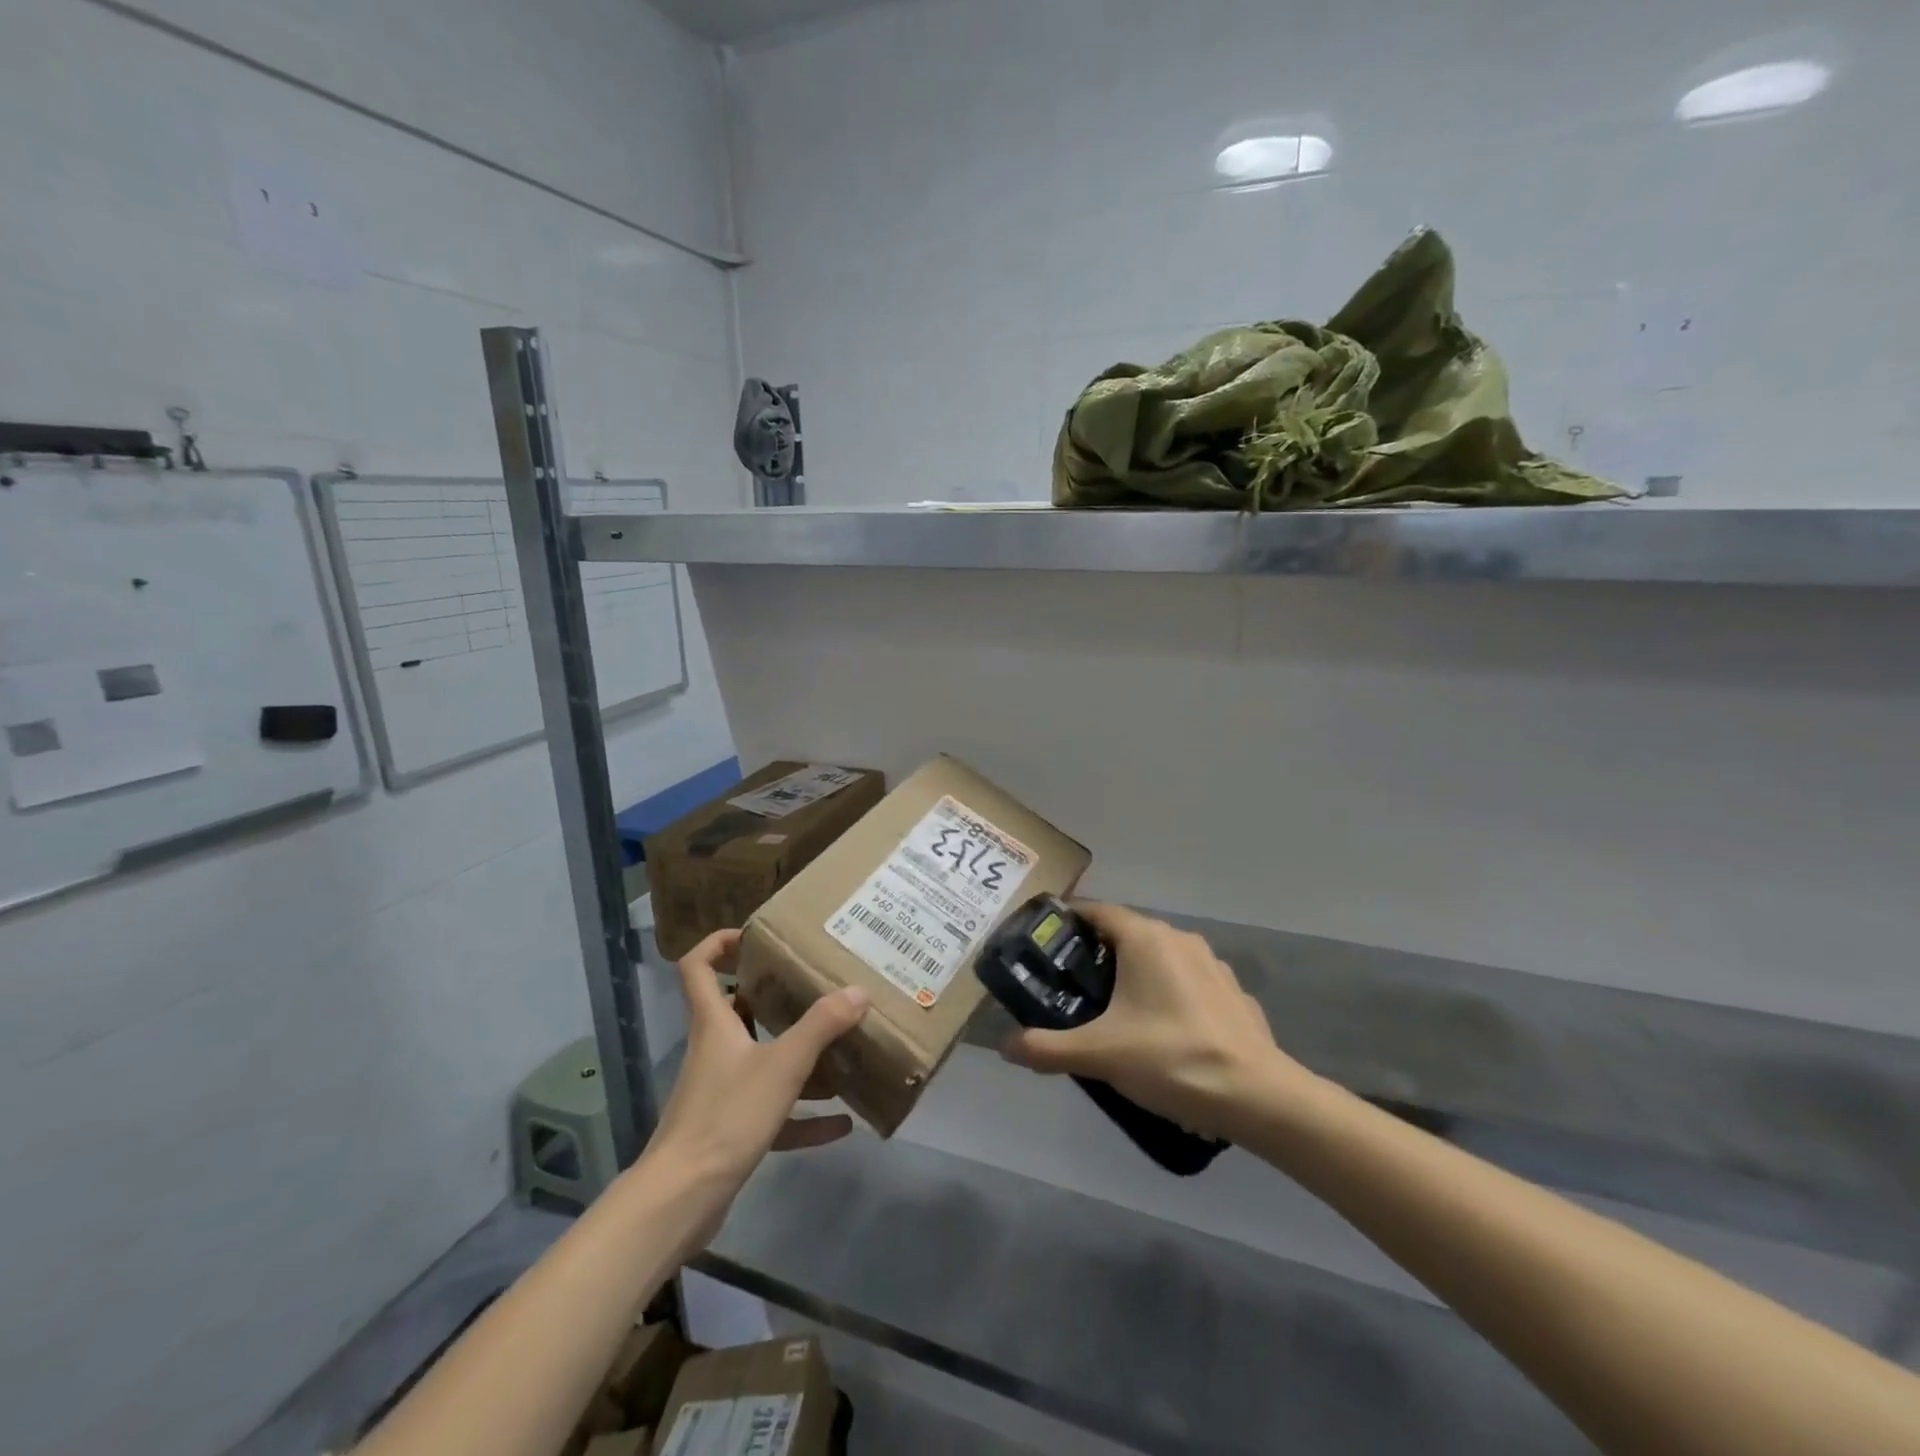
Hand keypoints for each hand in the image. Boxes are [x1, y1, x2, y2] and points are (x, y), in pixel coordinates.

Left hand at [642, 930, 868, 1239]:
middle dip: (772, 997)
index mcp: (714, 1023)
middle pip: (736, 1010)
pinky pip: (773, 1114)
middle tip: (812, 987)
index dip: (719, 943)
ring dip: (796, 1058)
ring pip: (760, 1061)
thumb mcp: (783, 1064)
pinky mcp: (729, 1131)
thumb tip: (859, 990)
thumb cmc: (727, 1115)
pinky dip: (804, 1117)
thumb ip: (822, 1025)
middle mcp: (714, 1049)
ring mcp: (720, 1092)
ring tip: (839, 1051)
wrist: (682, 1199)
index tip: (754, 937)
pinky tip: (842, 1125)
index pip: (698, 966)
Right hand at [1000, 903, 1304, 1140]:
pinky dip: (1167, 996)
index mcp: (1146, 938)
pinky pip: (1187, 983)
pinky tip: (1162, 1034)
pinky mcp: (1232, 993)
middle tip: (1070, 987)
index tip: (1045, 944)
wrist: (1258, 1096)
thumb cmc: (1171, 1058)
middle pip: (1127, 933)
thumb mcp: (1099, 1055)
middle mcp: (1179, 939)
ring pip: (1160, 958)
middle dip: (1097, 954)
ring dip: (1134, 975)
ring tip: (1113, 1013)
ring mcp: (1212, 964)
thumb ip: (1047, 1048)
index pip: (1097, 911)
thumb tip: (1005, 1047)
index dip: (1069, 922)